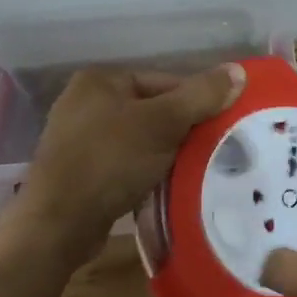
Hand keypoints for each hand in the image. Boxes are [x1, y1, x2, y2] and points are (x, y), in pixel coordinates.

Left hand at [19, 63, 245, 242]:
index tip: (223, 125)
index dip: (198, 102)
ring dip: (167, 154)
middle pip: (154, 110)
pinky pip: (125, 163)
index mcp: (101, 80)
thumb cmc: (110, 161)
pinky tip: (164, 186)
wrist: (58, 225)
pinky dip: (146, 172)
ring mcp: (79, 139)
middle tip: (213, 150)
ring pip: (141, 139)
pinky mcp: (79, 172)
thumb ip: (201, 95)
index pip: (166, 82)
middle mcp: (86, 102)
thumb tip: (239, 71)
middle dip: (183, 131)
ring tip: (194, 170)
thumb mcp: (163, 123)